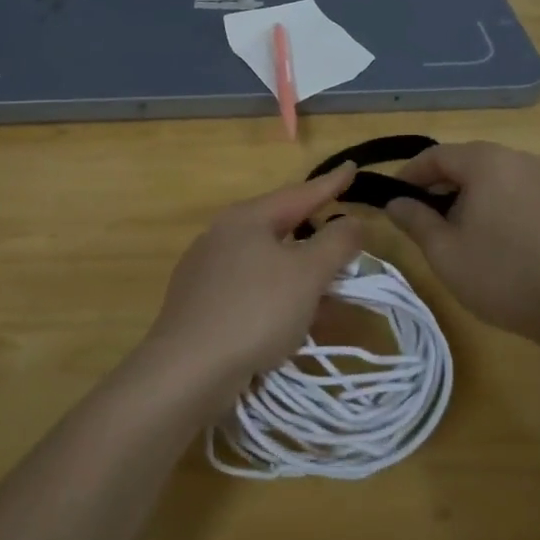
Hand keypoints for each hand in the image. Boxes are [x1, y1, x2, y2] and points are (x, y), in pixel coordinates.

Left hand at [143, 164, 364, 401]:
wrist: (186, 371)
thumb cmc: (254, 311)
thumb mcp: (307, 274)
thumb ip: (336, 243)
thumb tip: (352, 222)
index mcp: (246, 218)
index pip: (299, 193)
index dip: (331, 184)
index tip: (352, 167)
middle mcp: (221, 235)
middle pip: (279, 227)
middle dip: (315, 234)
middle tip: (343, 236)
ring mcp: (205, 270)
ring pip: (265, 262)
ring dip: (299, 272)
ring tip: (326, 286)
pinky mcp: (199, 304)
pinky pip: (250, 289)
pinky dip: (277, 295)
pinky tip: (290, 318)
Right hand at [384, 142, 539, 346]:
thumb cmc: (501, 275)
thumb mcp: (444, 251)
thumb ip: (415, 220)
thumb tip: (395, 202)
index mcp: (486, 162)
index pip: (436, 155)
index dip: (409, 174)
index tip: (392, 197)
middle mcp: (516, 157)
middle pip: (466, 161)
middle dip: (438, 185)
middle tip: (420, 217)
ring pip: (492, 175)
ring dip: (467, 194)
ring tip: (454, 229)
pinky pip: (515, 189)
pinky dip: (495, 201)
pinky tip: (491, 236)